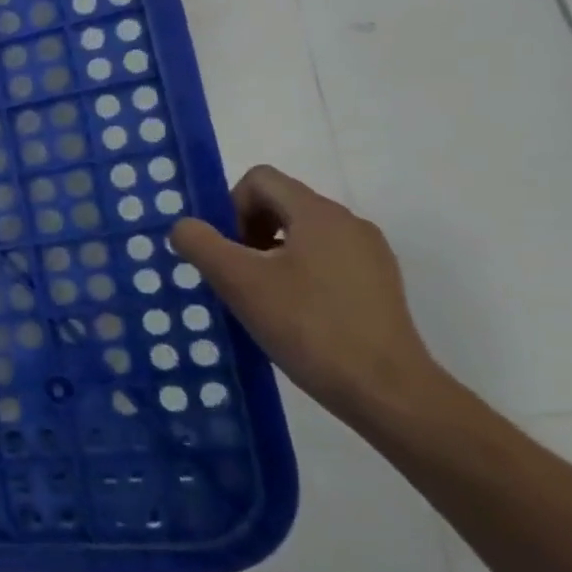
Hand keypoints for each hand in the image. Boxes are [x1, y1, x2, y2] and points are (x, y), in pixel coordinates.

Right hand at [170, 165, 446, 428]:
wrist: (387, 392)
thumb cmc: (308, 326)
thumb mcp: (238, 282)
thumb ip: (200, 244)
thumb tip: (185, 227)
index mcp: (319, 214)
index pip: (259, 180)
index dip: (230, 206)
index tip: (227, 251)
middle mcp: (349, 223)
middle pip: (280, 204)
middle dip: (246, 232)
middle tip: (236, 277)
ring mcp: (369, 255)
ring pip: (301, 235)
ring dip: (269, 256)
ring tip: (261, 299)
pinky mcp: (378, 285)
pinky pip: (324, 261)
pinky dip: (297, 275)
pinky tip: (293, 315)